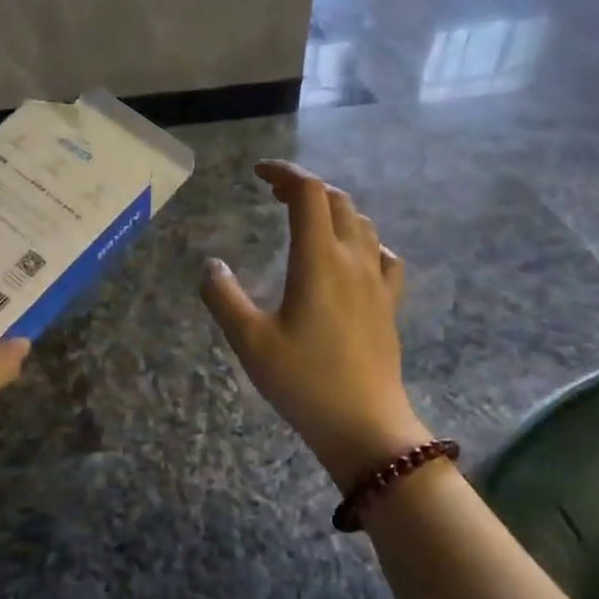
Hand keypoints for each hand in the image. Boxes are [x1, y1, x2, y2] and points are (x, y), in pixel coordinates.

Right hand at [200, 161, 429, 492]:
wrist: (366, 426)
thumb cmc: (304, 383)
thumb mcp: (250, 342)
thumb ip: (224, 298)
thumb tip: (210, 265)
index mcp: (318, 260)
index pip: (308, 193)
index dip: (284, 173)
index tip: (258, 174)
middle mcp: (353, 260)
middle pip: (337, 201)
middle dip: (305, 187)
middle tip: (274, 194)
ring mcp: (377, 281)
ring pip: (362, 223)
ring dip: (334, 209)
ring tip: (307, 220)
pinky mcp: (389, 304)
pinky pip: (383, 255)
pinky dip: (363, 241)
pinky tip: (352, 257)